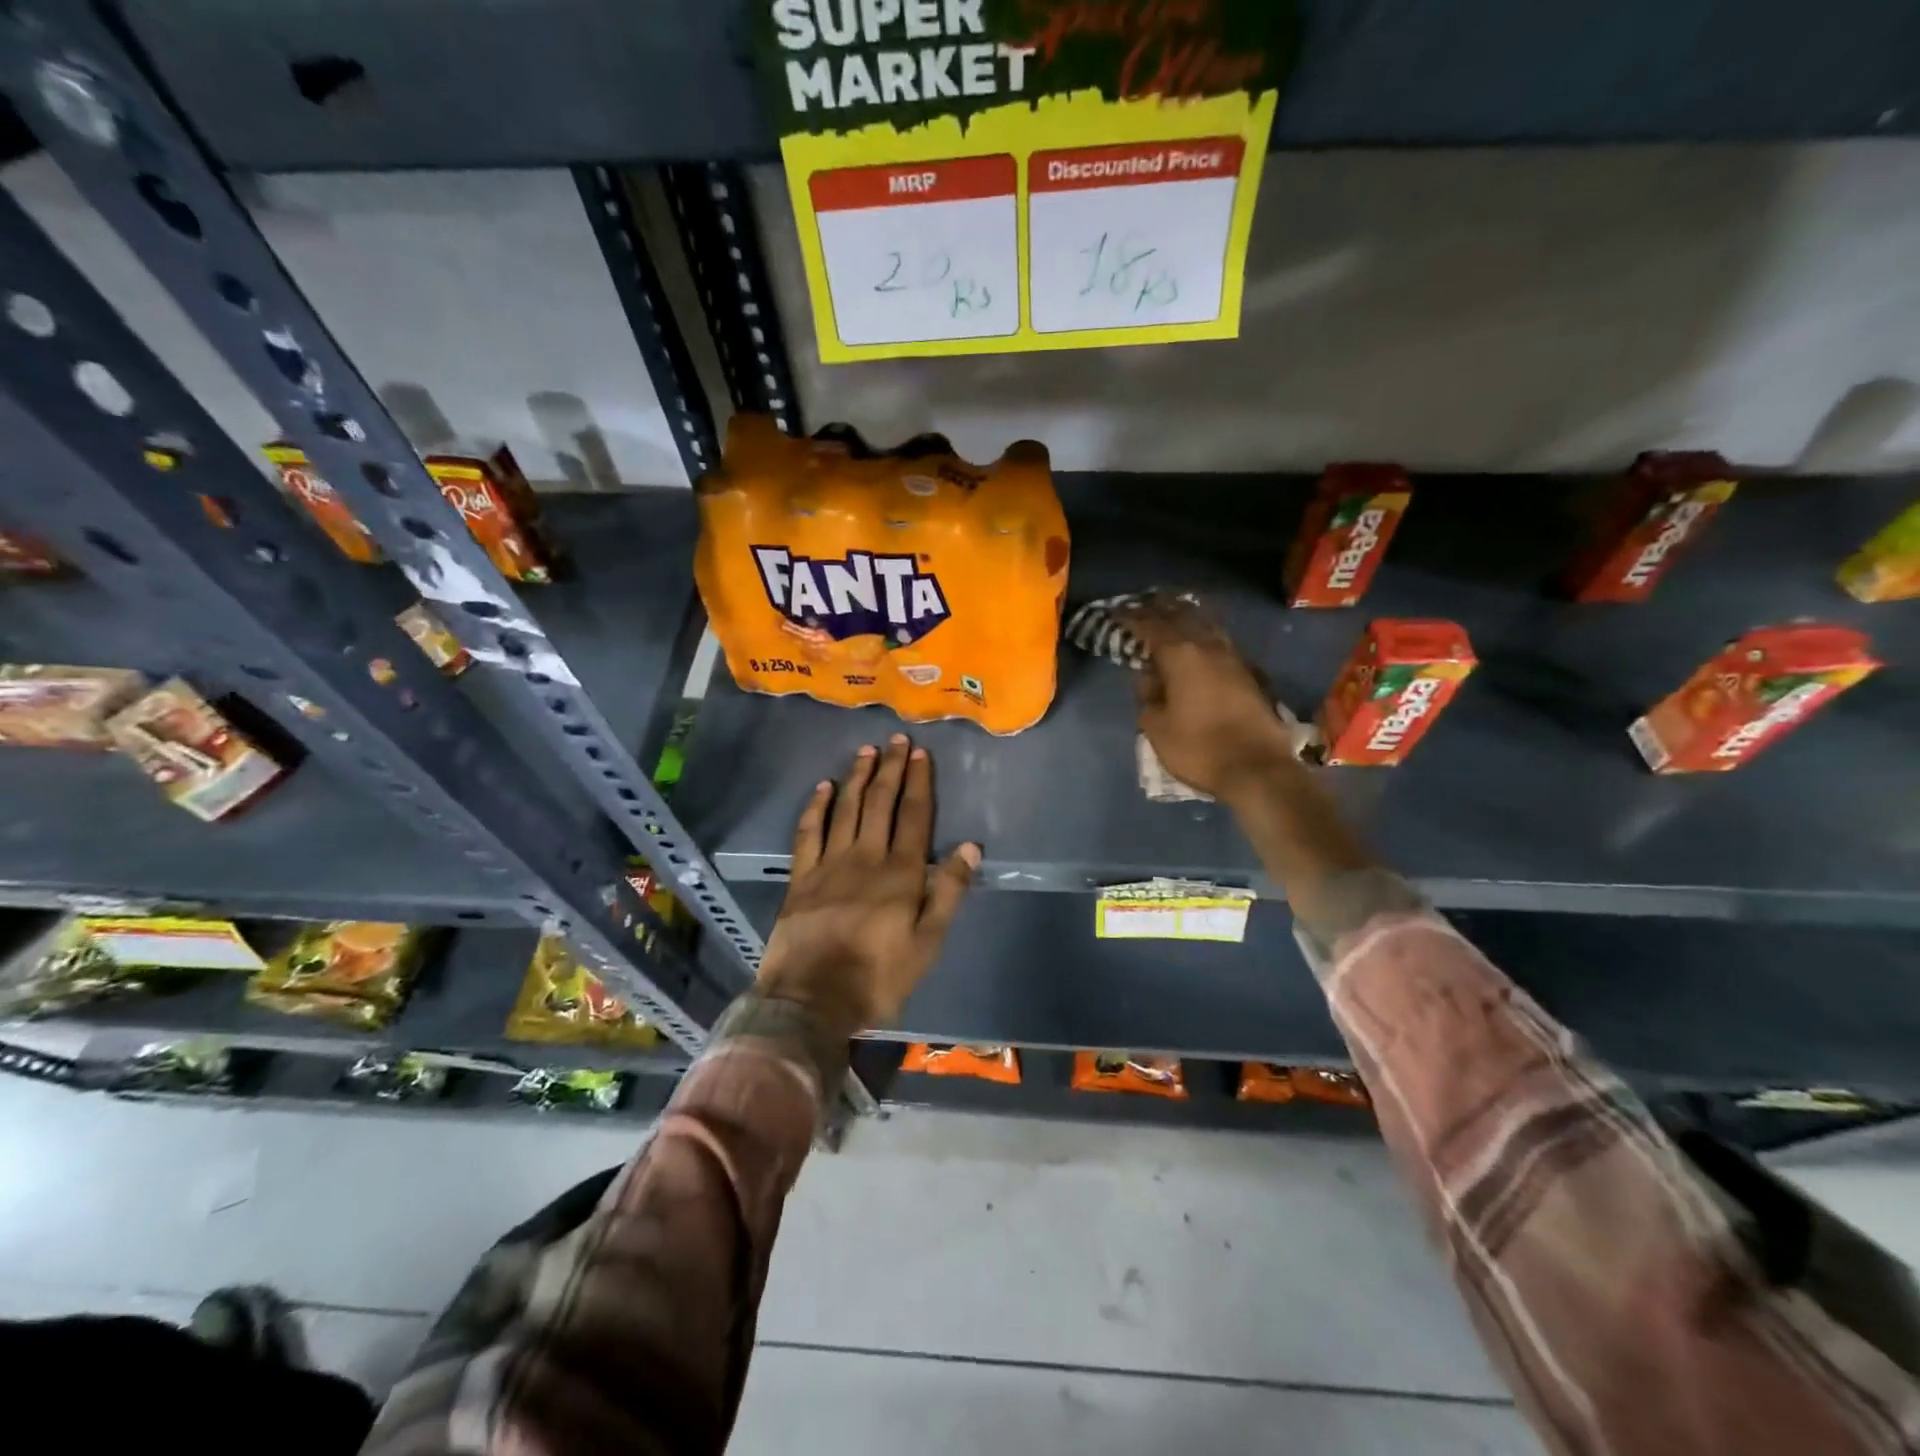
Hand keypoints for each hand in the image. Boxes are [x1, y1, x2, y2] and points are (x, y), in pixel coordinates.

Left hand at [756, 735, 978, 1034]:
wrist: (812, 1000)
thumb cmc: (878, 977)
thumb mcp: (928, 943)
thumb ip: (948, 892)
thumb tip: (970, 847)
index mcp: (900, 873)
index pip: (914, 816)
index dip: (919, 783)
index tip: (920, 754)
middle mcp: (866, 857)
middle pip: (880, 803)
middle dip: (890, 769)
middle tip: (896, 740)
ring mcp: (829, 864)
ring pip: (846, 810)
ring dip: (857, 777)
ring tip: (865, 751)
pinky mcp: (801, 877)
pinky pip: (808, 832)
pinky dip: (815, 807)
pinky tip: (822, 787)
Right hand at [1119, 596, 1297, 803]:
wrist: (1257, 768)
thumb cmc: (1198, 749)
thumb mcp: (1157, 727)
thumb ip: (1148, 697)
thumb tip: (1150, 679)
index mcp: (1180, 655)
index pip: (1150, 626)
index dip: (1131, 618)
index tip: (1116, 614)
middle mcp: (1208, 647)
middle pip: (1182, 616)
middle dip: (1160, 609)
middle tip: (1142, 607)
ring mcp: (1234, 658)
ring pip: (1206, 625)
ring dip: (1186, 617)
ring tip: (1170, 616)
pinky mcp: (1250, 674)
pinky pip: (1220, 642)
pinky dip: (1203, 635)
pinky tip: (1198, 642)